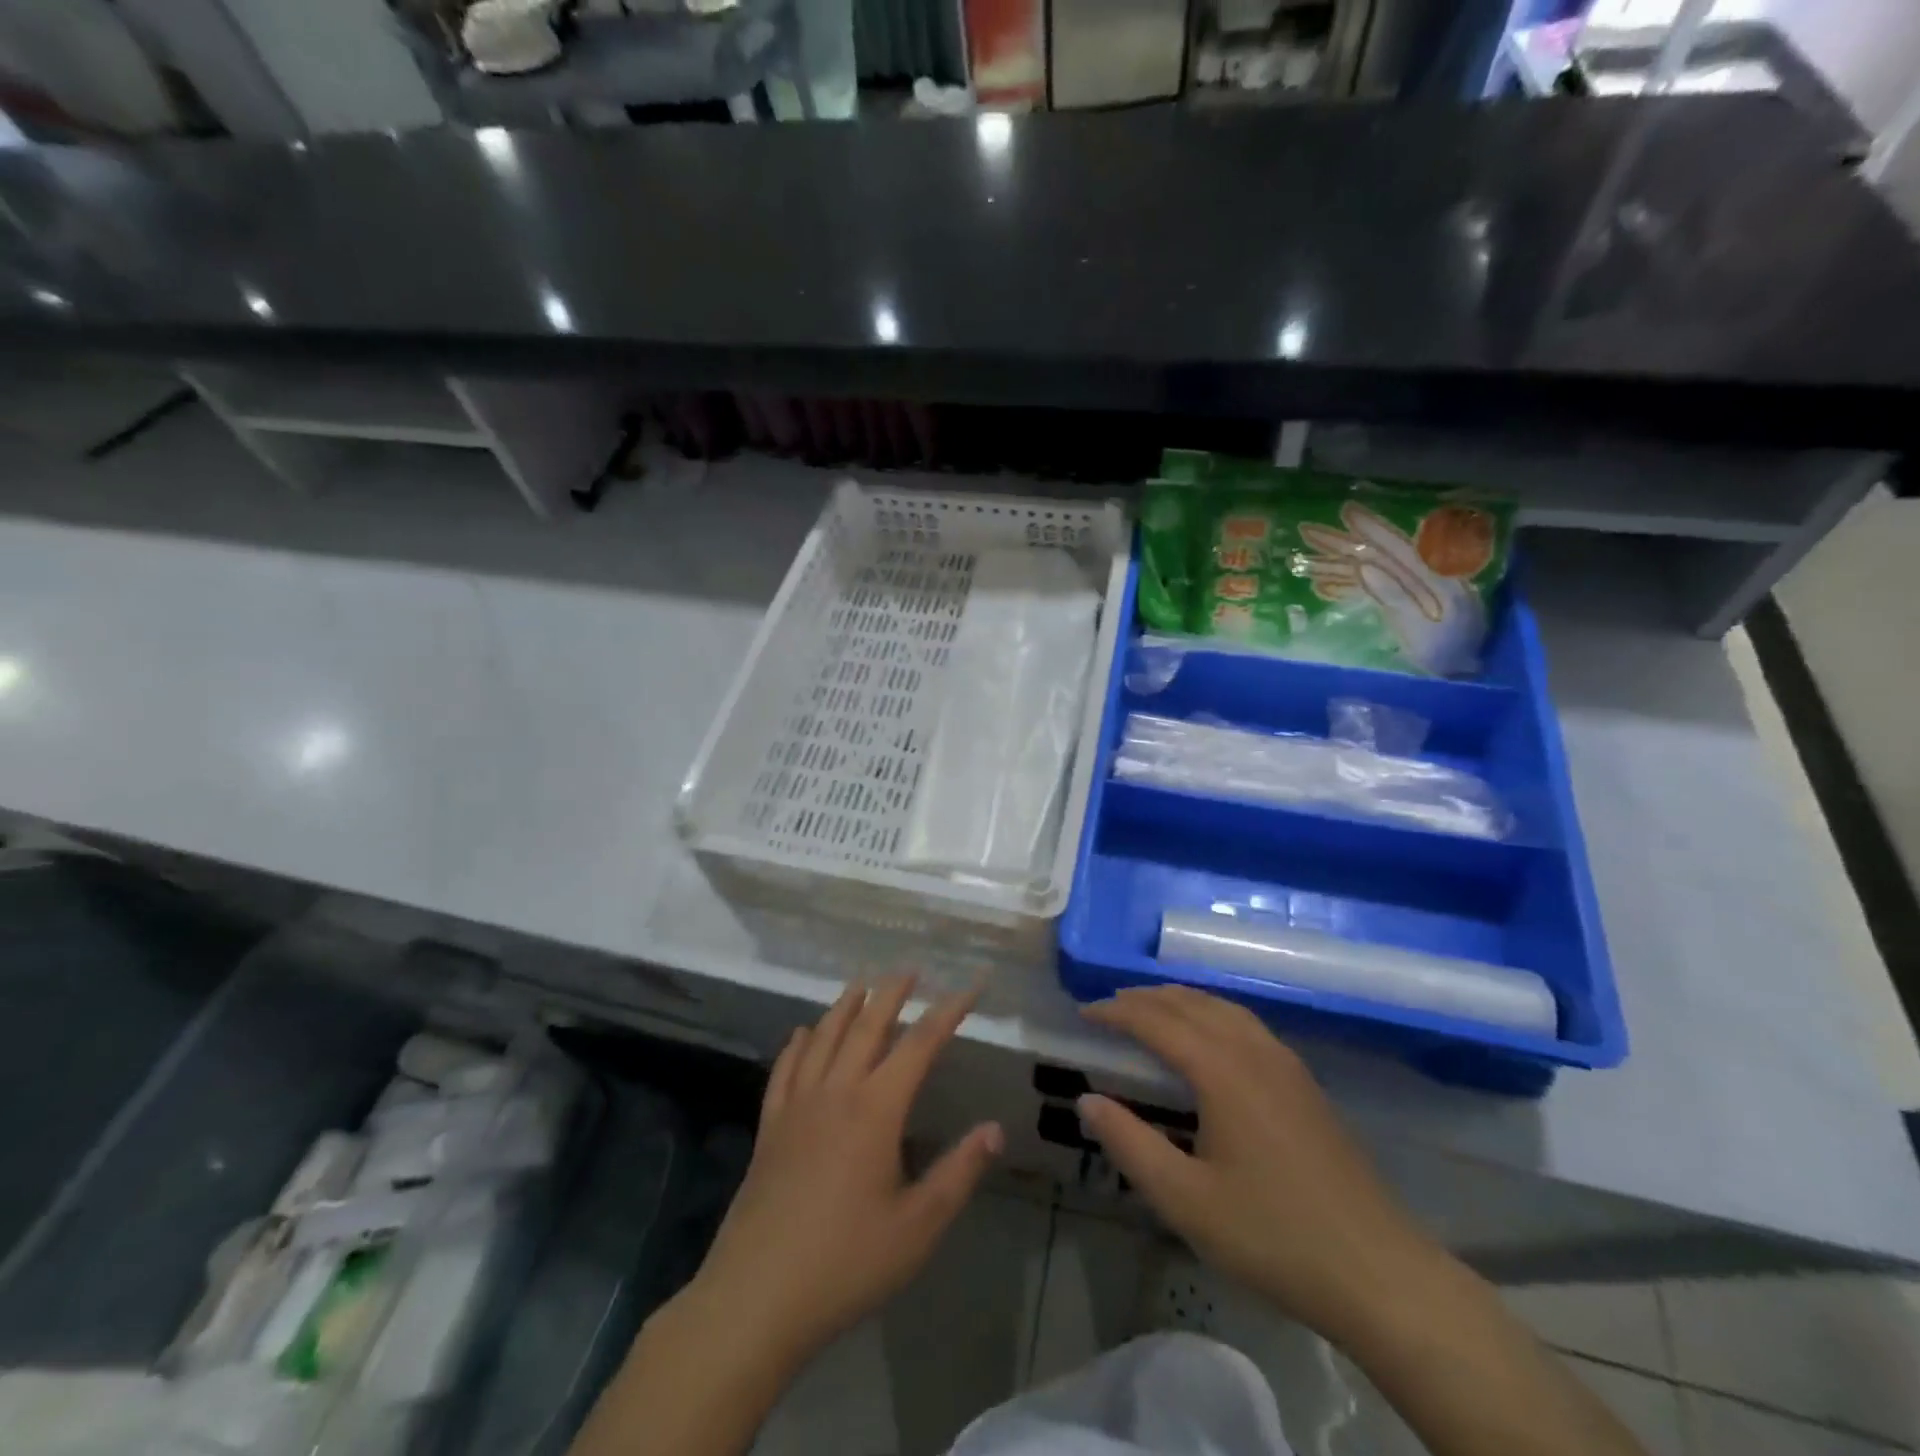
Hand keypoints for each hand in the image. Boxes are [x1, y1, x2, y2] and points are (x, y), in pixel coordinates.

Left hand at [681, 977, 1003, 1368]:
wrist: (756, 1298)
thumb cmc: (846, 1263)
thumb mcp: (917, 1228)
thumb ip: (959, 1173)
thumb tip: (995, 1129)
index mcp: (875, 1110)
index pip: (919, 1045)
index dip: (947, 1012)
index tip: (969, 986)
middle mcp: (836, 1092)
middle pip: (866, 1026)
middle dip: (891, 994)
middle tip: (909, 969)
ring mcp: (797, 1107)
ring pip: (823, 1038)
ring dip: (845, 1006)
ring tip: (861, 984)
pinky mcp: (770, 1128)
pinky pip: (785, 1070)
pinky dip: (798, 1044)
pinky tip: (802, 1033)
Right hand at [1078, 986, 1441, 1338]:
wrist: (1379, 1273)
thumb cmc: (1273, 1236)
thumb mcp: (1186, 1200)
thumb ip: (1130, 1144)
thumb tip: (1088, 1100)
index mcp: (1221, 1070)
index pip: (1156, 1021)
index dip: (1116, 1011)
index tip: (1084, 1013)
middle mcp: (1253, 1051)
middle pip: (1190, 1003)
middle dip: (1145, 998)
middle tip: (1109, 1007)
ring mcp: (1285, 1063)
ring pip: (1222, 1008)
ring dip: (1180, 1001)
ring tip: (1150, 1011)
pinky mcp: (1304, 1083)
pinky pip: (1245, 1024)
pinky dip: (1211, 1014)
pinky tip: (1208, 1039)